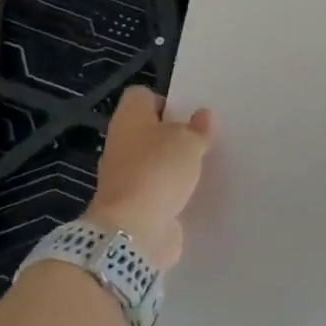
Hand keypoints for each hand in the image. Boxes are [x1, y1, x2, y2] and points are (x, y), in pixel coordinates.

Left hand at [85, 86, 214, 271]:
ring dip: (174, 165)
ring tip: (203, 165)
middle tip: (202, 139)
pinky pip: (157, 189)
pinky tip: (194, 192)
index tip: (189, 114)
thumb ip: (198, 128)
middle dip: (173, 134)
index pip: (141, 96)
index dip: (165, 100)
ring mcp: (125, 176)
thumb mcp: (189, 141)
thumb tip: (203, 115)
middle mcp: (122, 144)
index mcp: (130, 118)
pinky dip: (172, 191)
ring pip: (153, 161)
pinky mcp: (135, 205)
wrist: (134, 229)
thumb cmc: (159, 170)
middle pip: (148, 130)